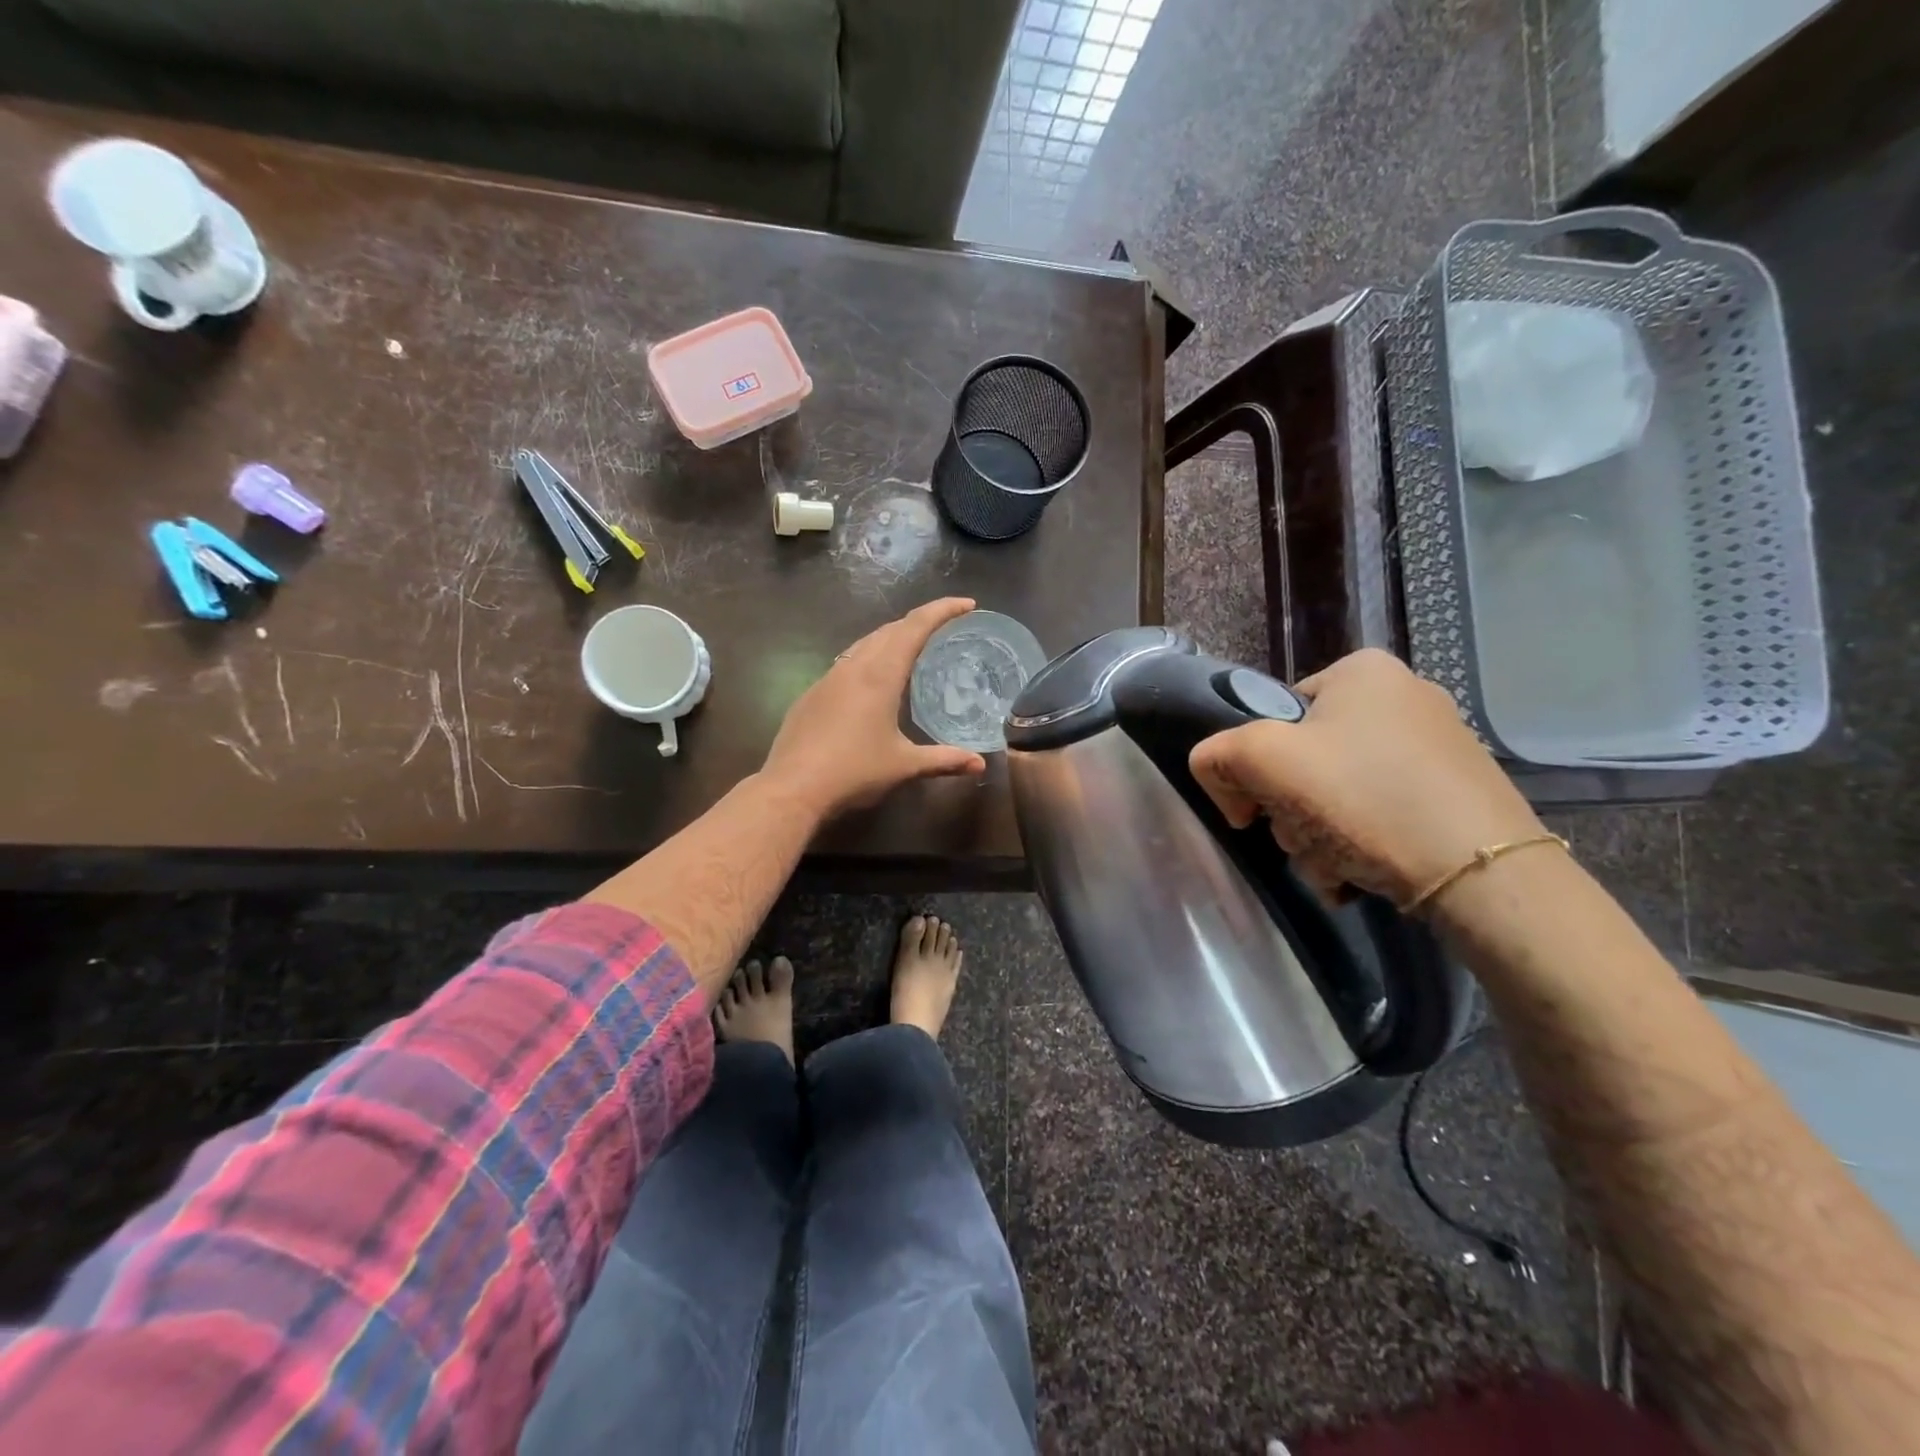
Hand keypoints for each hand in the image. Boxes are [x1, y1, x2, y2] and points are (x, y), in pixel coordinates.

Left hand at [763, 598, 988, 818]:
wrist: (793, 788)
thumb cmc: (854, 772)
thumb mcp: (904, 766)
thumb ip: (944, 760)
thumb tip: (980, 764)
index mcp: (880, 675)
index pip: (915, 627)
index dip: (942, 611)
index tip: (967, 604)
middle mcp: (853, 667)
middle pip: (890, 630)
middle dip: (919, 622)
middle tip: (945, 628)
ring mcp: (828, 679)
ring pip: (864, 643)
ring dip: (891, 638)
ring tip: (912, 649)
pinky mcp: (812, 695)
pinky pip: (846, 662)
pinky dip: (868, 658)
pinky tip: (872, 681)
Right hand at [1188, 649, 1544, 909]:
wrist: (1484, 874)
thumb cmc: (1366, 799)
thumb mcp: (1263, 761)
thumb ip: (1216, 755)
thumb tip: (1227, 785)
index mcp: (1361, 672)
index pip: (1272, 717)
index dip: (1254, 768)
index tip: (1257, 812)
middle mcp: (1403, 696)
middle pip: (1305, 760)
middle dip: (1291, 812)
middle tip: (1302, 840)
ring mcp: (1437, 745)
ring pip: (1339, 793)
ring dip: (1319, 837)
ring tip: (1336, 867)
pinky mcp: (1457, 791)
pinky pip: (1380, 813)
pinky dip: (1360, 844)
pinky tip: (1363, 873)